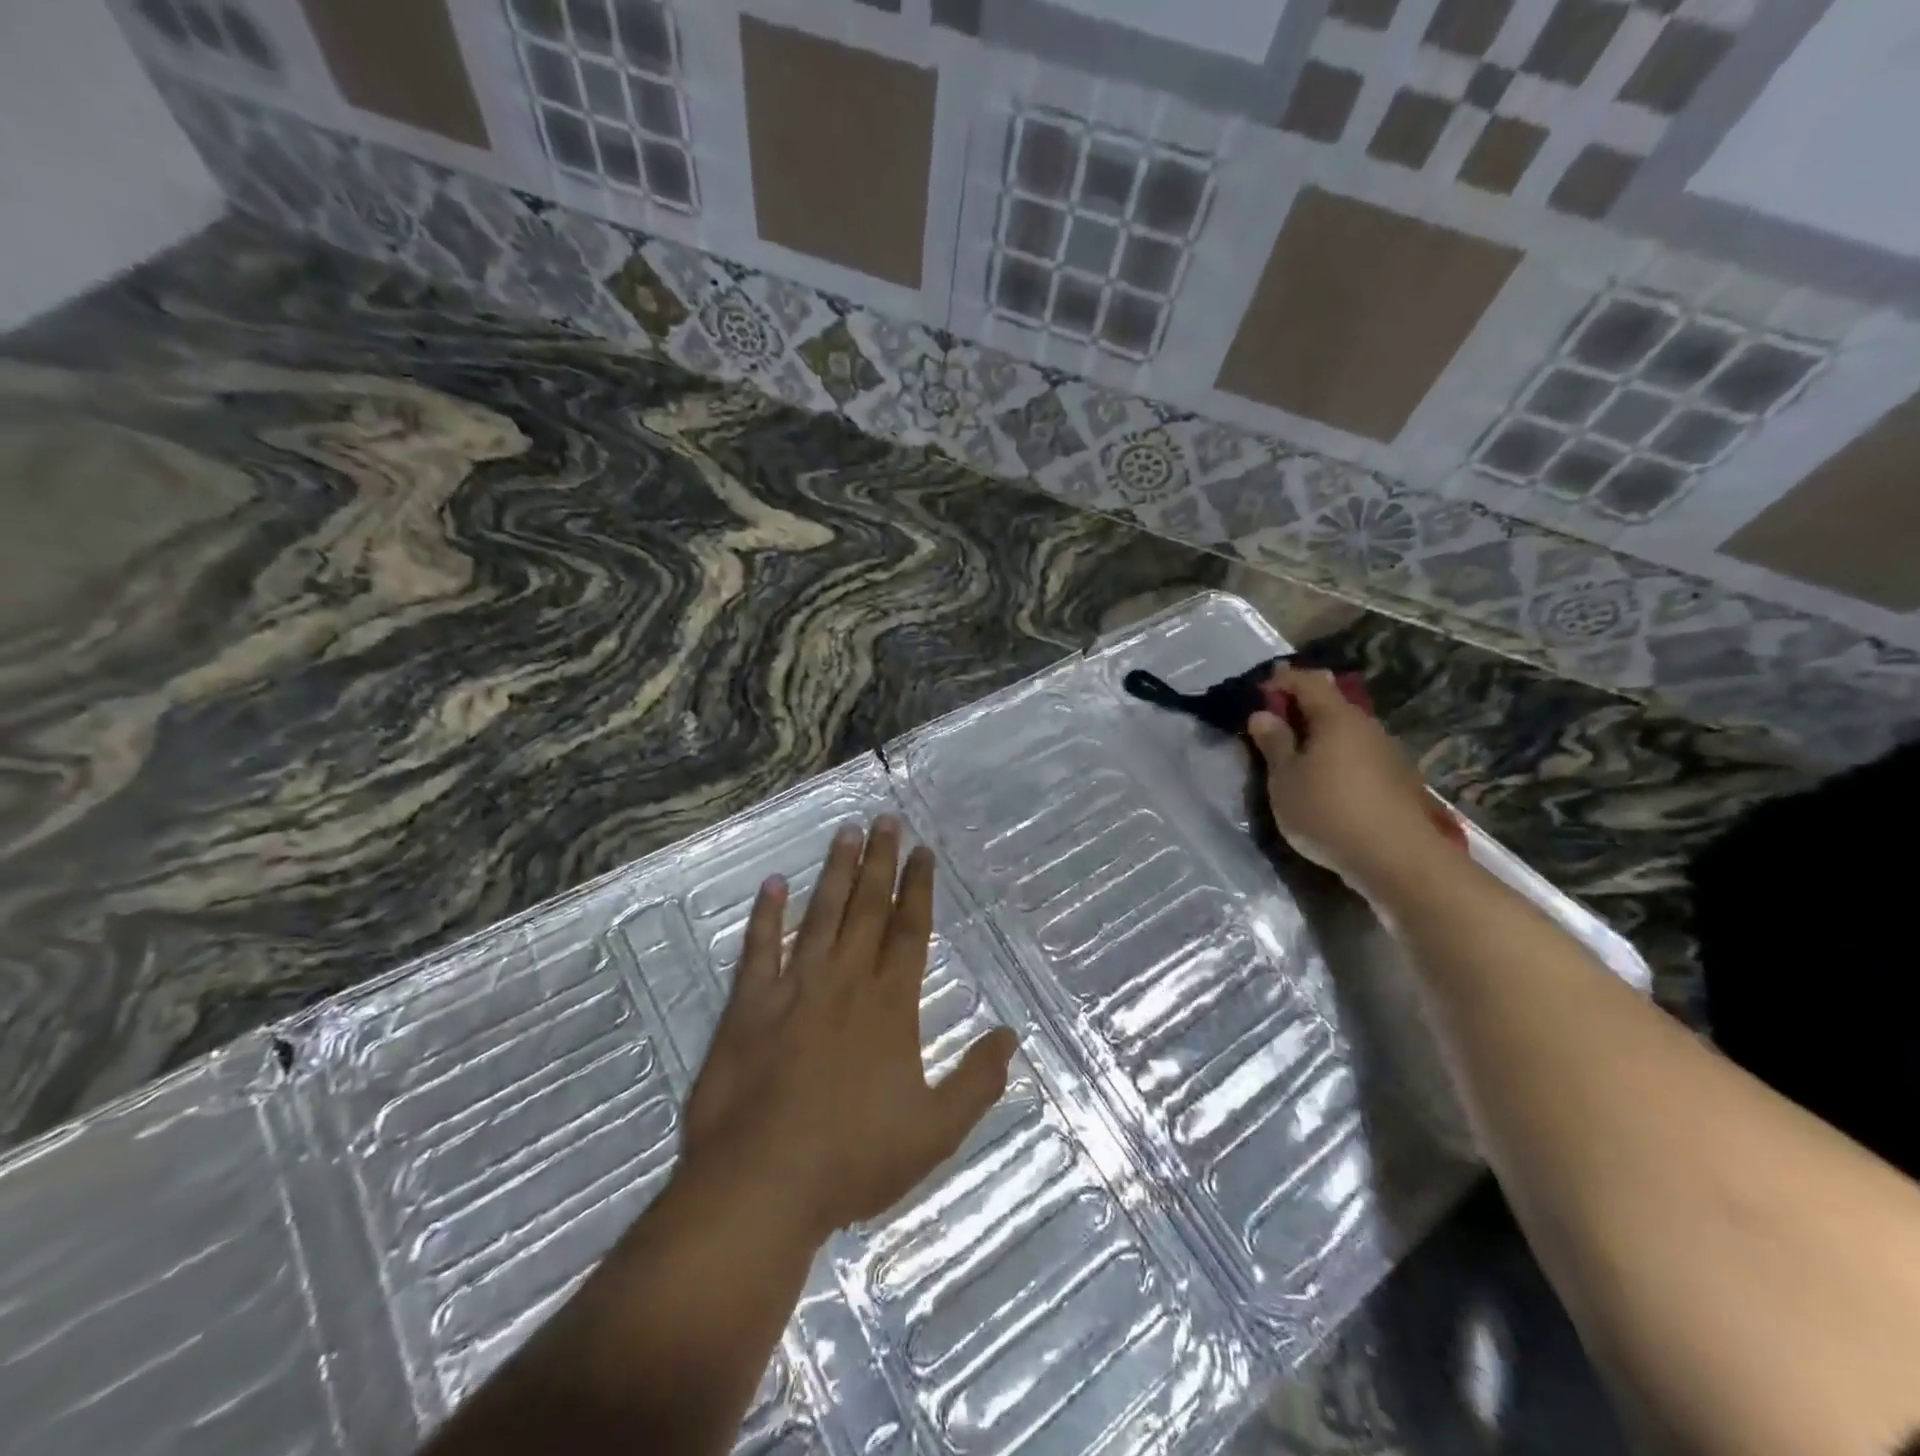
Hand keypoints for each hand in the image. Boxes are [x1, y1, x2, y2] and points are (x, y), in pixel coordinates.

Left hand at [678, 815, 1017, 1244]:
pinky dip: (765, 915)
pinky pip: (759, 948)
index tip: (922, 851)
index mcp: (889, 1005)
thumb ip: (977, 1081)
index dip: (918, 888)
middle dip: (880, 861)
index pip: (909, 930)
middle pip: (867, 908)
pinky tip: (773, 884)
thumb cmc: (853, 1158)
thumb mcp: (935, 1131)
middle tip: (885, 819)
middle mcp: (845, 981)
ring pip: (821, 915)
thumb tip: (1010, 1036)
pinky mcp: (749, 1005)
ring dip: (835, 872)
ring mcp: (794, 988)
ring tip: (846, 832)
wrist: (761, 1183)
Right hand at [1247, 667, 1451, 896]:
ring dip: (1321, 738)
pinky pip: (1360, 758)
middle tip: (1274, 726)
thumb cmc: (1328, 812)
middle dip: (1302, 710)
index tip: (1259, 691)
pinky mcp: (1399, 782)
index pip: (1308, 681)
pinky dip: (1339, 761)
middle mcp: (1367, 727)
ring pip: (1348, 733)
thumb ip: (1274, 743)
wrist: (1398, 861)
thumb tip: (1263, 714)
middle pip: (1331, 706)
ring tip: (1298, 760)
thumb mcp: (1285, 779)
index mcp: (1337, 718)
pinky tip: (1328, 785)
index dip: (1282, 680)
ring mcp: (1389, 754)